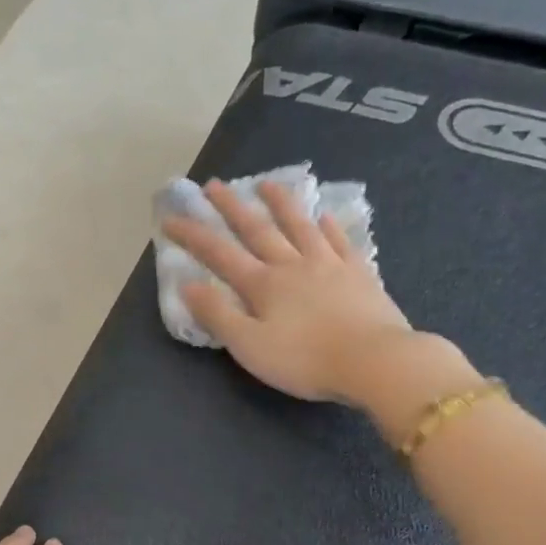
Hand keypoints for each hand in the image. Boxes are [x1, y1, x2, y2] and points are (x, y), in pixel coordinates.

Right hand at [161, 180, 478, 433]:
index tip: (171, 218)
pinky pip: (340, 242)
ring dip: (281, 204)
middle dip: (232, 207)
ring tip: (267, 183)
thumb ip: (218, 315)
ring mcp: (329, 265)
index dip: (193, 235)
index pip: (219, 254)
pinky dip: (329, 227)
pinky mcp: (360, 274)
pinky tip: (325, 217)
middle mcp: (293, 265)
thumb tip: (188, 285)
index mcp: (263, 285)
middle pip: (258, 229)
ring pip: (300, 226)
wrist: (374, 361)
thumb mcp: (249, 346)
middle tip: (214, 185)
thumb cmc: (305, 360)